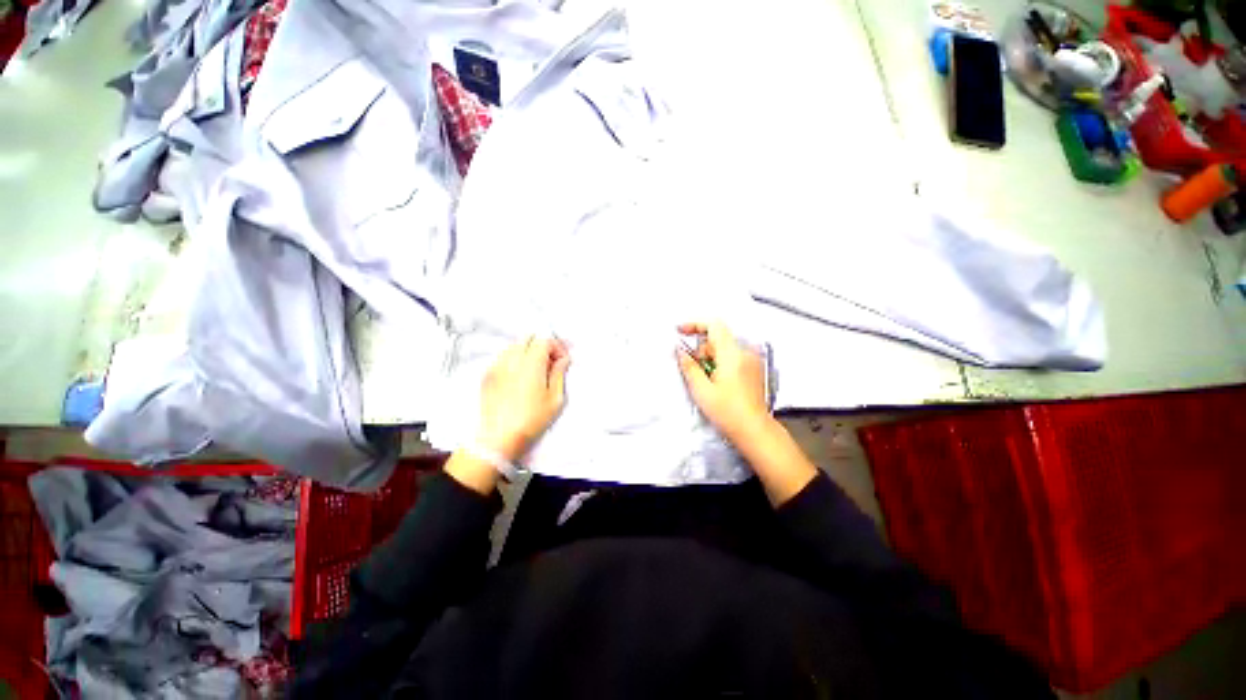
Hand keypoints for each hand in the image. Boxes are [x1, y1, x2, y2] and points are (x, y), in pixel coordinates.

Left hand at [478, 337, 570, 461]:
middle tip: (550, 362)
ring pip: (514, 345)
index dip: (556, 347)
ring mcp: (496, 366)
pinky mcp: (487, 375)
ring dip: (527, 351)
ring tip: (534, 369)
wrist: (498, 439)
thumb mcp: (555, 400)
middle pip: (528, 338)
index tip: (562, 360)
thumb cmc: (531, 421)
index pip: (544, 340)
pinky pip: (502, 357)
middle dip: (541, 346)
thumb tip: (563, 360)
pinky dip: (513, 359)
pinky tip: (518, 377)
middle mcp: (512, 359)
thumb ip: (559, 374)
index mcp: (531, 364)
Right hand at [675, 322, 770, 440]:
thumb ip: (689, 366)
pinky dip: (721, 363)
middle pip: (717, 338)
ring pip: (724, 348)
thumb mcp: (701, 390)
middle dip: (701, 349)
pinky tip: (718, 382)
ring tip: (707, 380)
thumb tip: (679, 350)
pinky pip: (733, 356)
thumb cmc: (728, 412)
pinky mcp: (754, 368)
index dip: (694, 325)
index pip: (714, 325)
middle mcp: (745, 352)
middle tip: (694, 369)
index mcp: (732, 355)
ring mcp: (752, 360)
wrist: (754, 430)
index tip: (680, 331)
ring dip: (710, 357)